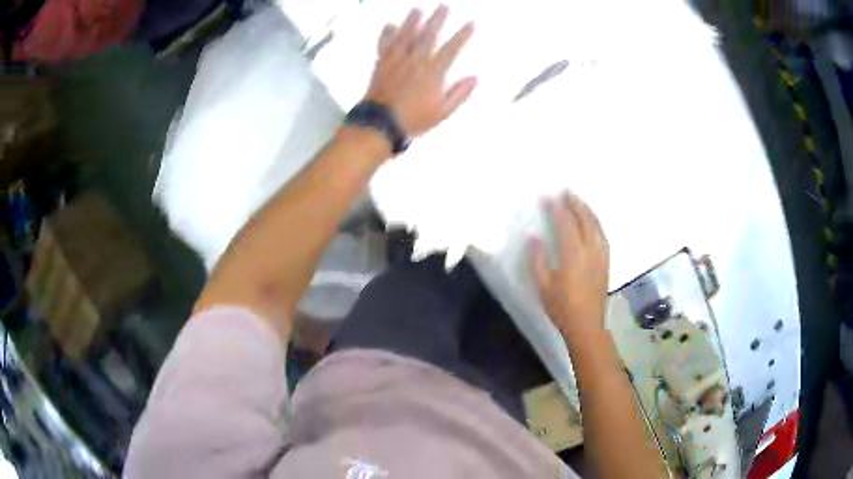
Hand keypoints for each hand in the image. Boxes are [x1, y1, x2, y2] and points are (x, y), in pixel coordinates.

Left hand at [365, 6, 476, 137]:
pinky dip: (387, 34)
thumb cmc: (414, 120)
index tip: (470, 23)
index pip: (451, 49)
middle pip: (428, 35)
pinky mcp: (381, 64)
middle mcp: (415, 61)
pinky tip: (390, 25)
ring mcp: (397, 61)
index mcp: (433, 73)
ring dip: (412, 21)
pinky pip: (385, 45)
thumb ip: (459, 94)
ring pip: (406, 35)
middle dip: (437, 19)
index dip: (462, 35)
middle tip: (443, 6)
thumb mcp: (442, 112)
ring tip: (418, 8)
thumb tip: (475, 78)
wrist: (380, 124)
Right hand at [531, 192, 609, 341]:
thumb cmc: (561, 307)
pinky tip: (591, 222)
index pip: (566, 223)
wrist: (586, 324)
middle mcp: (591, 249)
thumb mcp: (543, 285)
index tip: (548, 198)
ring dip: (587, 210)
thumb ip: (538, 259)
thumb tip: (534, 237)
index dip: (557, 209)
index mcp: (573, 254)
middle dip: (576, 203)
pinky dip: (596, 222)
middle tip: (566, 192)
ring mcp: (601, 255)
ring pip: (597, 225)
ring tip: (578, 201)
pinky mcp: (606, 262)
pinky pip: (602, 235)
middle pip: (585, 219)